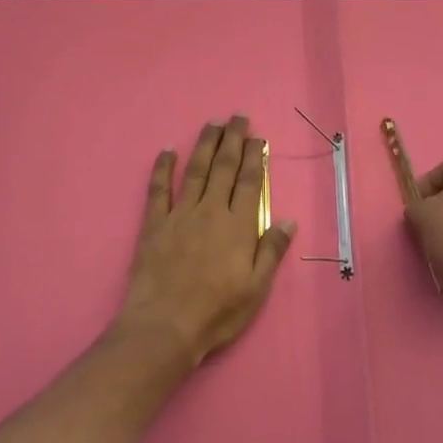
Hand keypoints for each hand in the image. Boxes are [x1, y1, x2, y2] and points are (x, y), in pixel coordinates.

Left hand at [115, 115, 295, 369]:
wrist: (165, 325)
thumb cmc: (217, 312)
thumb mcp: (257, 288)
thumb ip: (271, 251)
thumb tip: (288, 219)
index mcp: (239, 226)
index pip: (250, 182)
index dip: (255, 157)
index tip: (258, 137)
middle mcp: (211, 211)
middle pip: (224, 167)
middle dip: (233, 139)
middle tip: (238, 116)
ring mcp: (180, 214)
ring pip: (195, 170)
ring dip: (205, 144)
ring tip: (212, 124)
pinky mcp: (154, 224)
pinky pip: (159, 189)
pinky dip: (163, 167)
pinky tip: (167, 150)